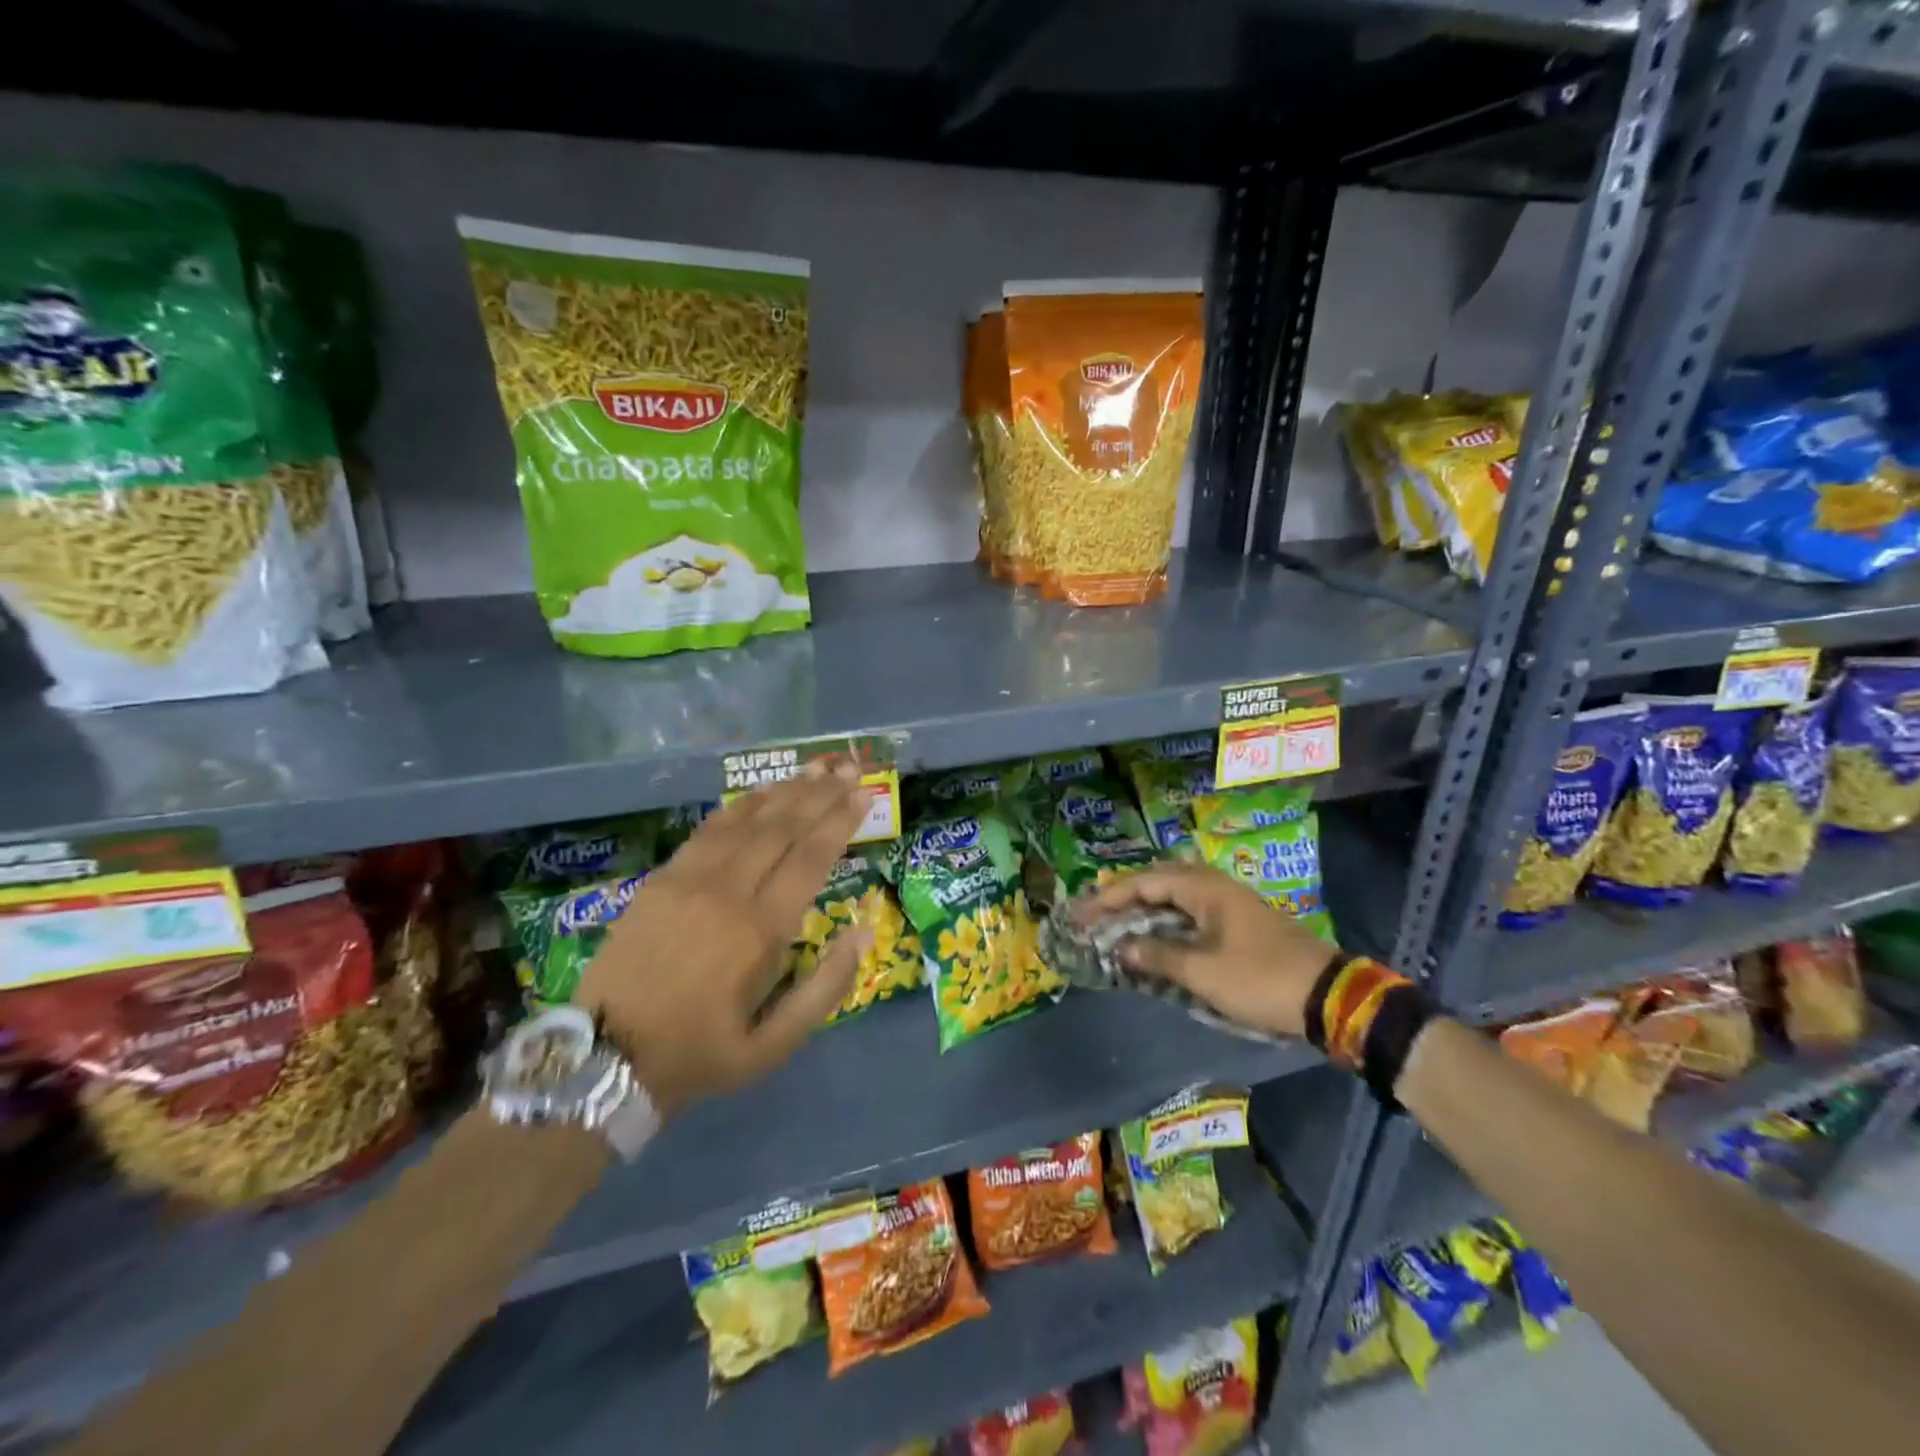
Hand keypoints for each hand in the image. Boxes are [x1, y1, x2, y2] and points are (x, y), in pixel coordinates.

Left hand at [579, 765, 871, 1116]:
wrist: (605, 1060)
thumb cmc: (699, 1054)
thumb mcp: (773, 1046)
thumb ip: (825, 989)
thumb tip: (862, 933)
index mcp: (759, 932)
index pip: (810, 859)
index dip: (840, 822)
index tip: (864, 795)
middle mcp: (727, 893)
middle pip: (782, 829)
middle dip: (820, 795)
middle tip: (849, 769)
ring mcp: (688, 881)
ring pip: (746, 822)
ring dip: (784, 792)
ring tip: (815, 768)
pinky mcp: (660, 880)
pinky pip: (708, 831)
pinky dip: (739, 807)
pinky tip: (760, 793)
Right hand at [1077, 861, 1338, 1038]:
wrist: (1328, 997)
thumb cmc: (1260, 979)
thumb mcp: (1203, 972)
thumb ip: (1158, 956)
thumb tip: (1121, 947)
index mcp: (1204, 889)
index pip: (1144, 882)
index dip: (1108, 897)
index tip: (1079, 913)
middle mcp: (1214, 887)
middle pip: (1157, 882)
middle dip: (1122, 896)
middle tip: (1092, 913)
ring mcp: (1228, 904)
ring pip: (1174, 897)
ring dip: (1143, 908)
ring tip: (1114, 922)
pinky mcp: (1237, 923)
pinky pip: (1189, 912)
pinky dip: (1164, 921)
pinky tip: (1152, 937)